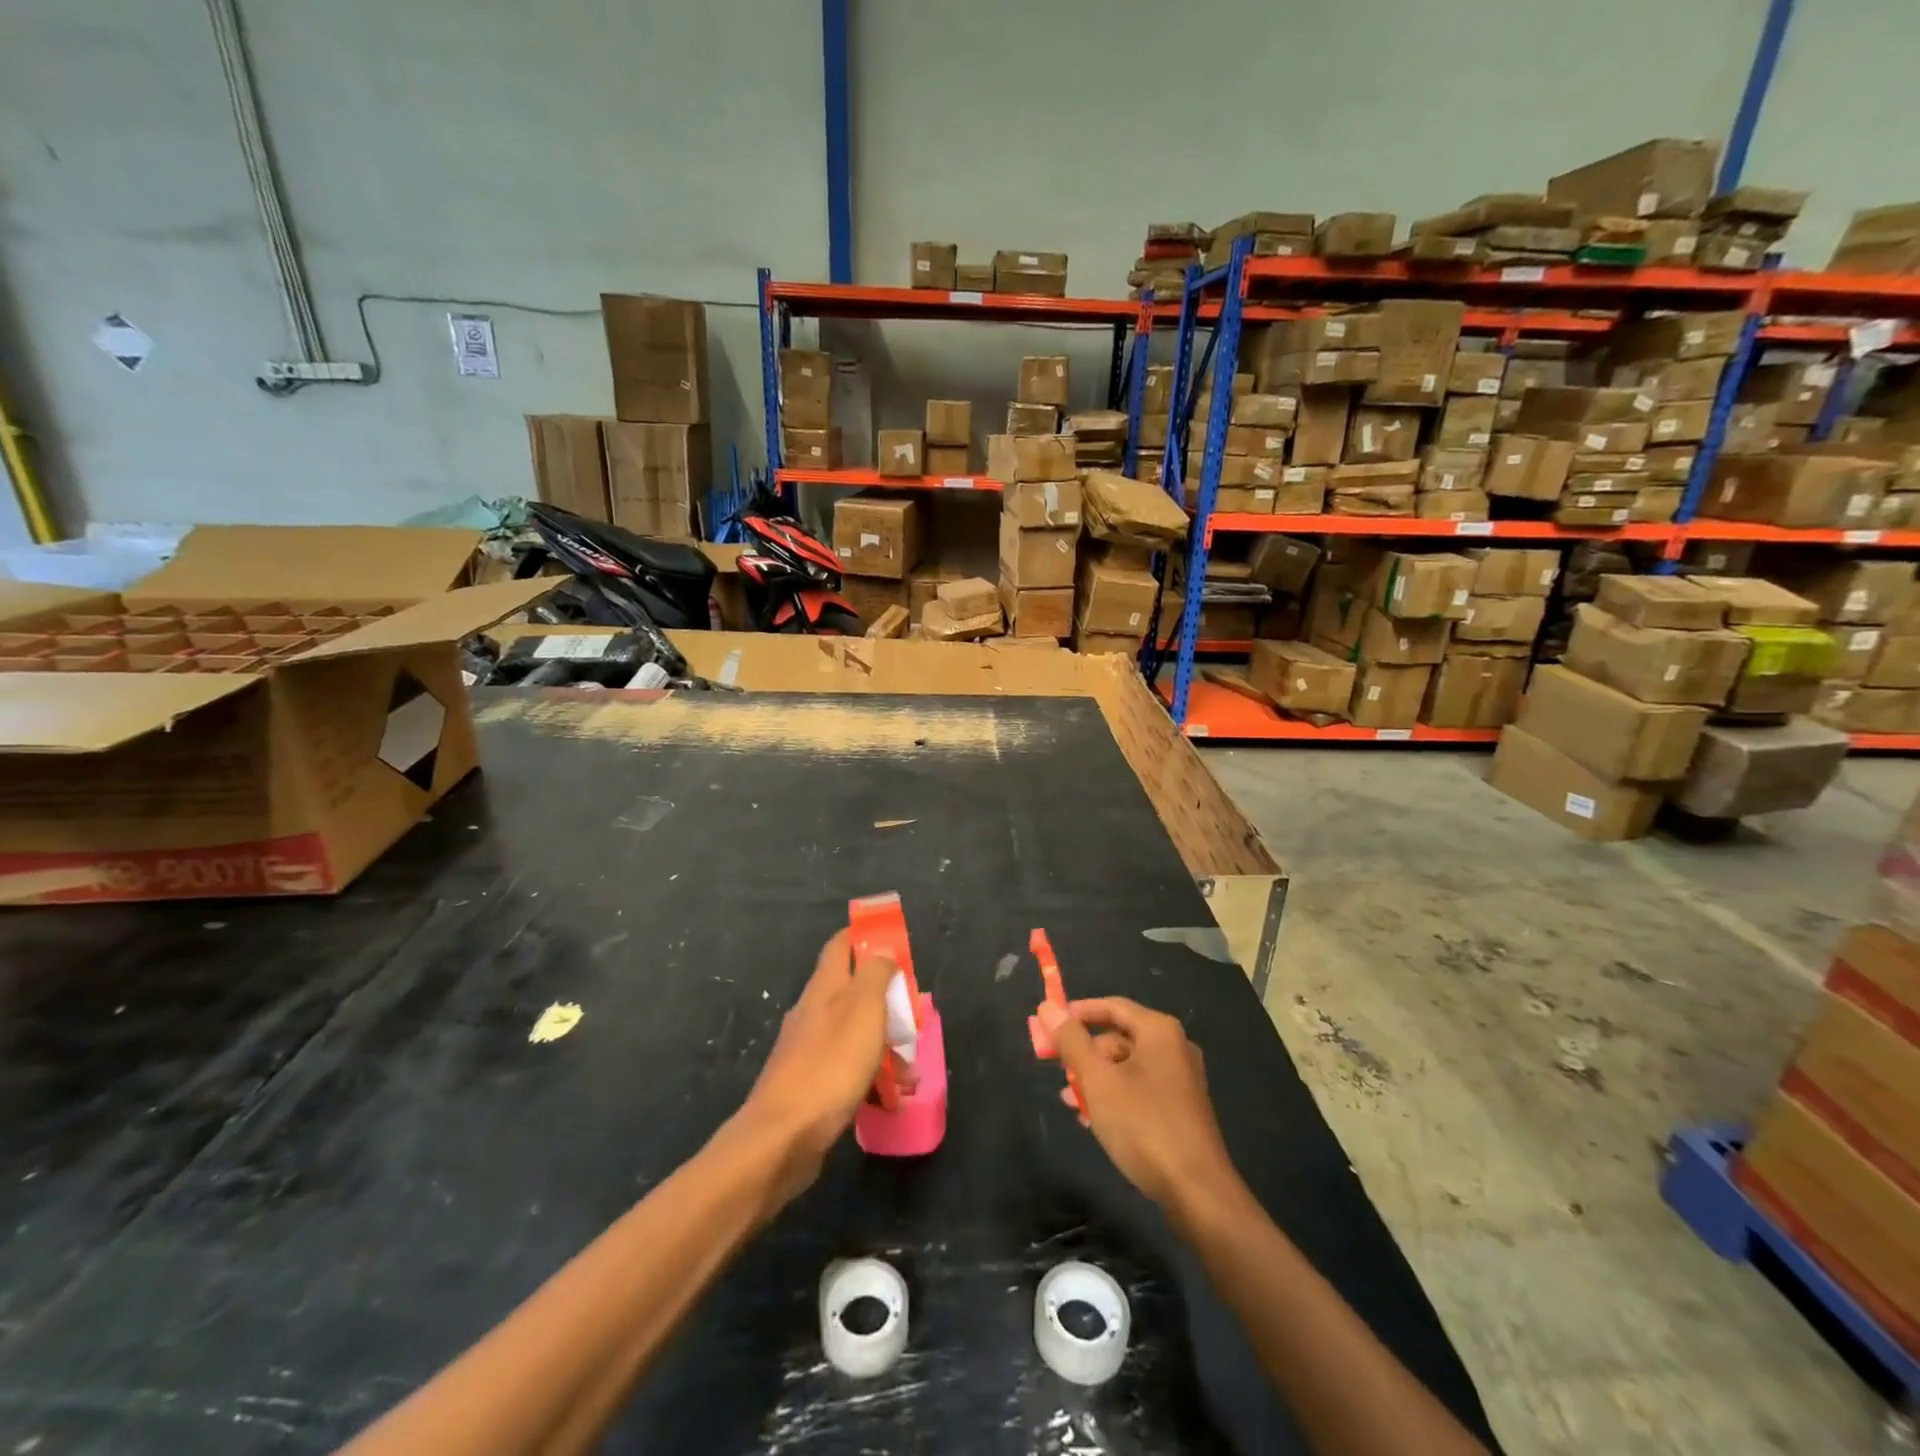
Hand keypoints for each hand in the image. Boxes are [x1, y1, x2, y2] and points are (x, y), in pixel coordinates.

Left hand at [730, 930, 893, 1208]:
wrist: (782, 1139)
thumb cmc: (830, 1066)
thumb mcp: (863, 1011)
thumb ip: (875, 976)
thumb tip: (881, 950)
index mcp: (824, 987)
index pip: (841, 945)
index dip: (865, 937)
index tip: (894, 942)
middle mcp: (813, 1012)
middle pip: (853, 992)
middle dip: (886, 1002)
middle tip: (914, 1019)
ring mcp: (808, 1050)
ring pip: (854, 1035)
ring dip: (885, 1048)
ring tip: (910, 1076)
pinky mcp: (809, 1085)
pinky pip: (847, 1070)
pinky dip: (870, 1079)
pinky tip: (888, 1102)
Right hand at [1040, 997, 1237, 1211]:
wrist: (1197, 1192)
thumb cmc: (1144, 1125)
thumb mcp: (1098, 1080)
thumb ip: (1072, 1041)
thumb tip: (1048, 1007)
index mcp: (1159, 1031)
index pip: (1112, 1006)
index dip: (1077, 1013)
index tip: (1048, 1025)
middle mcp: (1174, 1047)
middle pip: (1118, 1037)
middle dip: (1084, 1053)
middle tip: (1058, 1070)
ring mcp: (1180, 1079)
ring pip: (1126, 1067)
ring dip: (1095, 1079)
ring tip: (1070, 1101)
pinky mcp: (1180, 1109)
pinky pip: (1139, 1089)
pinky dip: (1114, 1096)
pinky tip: (1093, 1119)